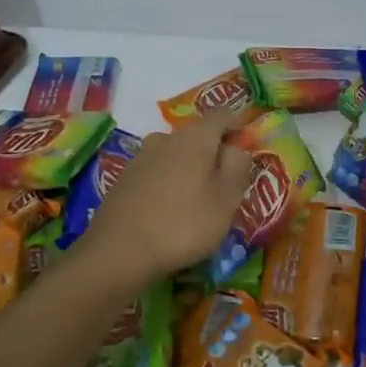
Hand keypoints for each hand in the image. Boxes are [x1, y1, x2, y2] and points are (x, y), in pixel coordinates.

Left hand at [77, 107, 254, 283]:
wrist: (118, 252)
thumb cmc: (184, 224)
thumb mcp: (227, 199)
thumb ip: (238, 166)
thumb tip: (235, 148)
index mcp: (195, 136)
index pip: (222, 115)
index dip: (238, 125)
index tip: (246, 146)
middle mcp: (165, 137)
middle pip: (197, 136)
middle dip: (213, 154)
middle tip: (225, 185)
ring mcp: (141, 157)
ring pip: (175, 155)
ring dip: (189, 170)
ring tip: (197, 201)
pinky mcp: (124, 179)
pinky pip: (156, 173)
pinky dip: (168, 184)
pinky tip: (169, 210)